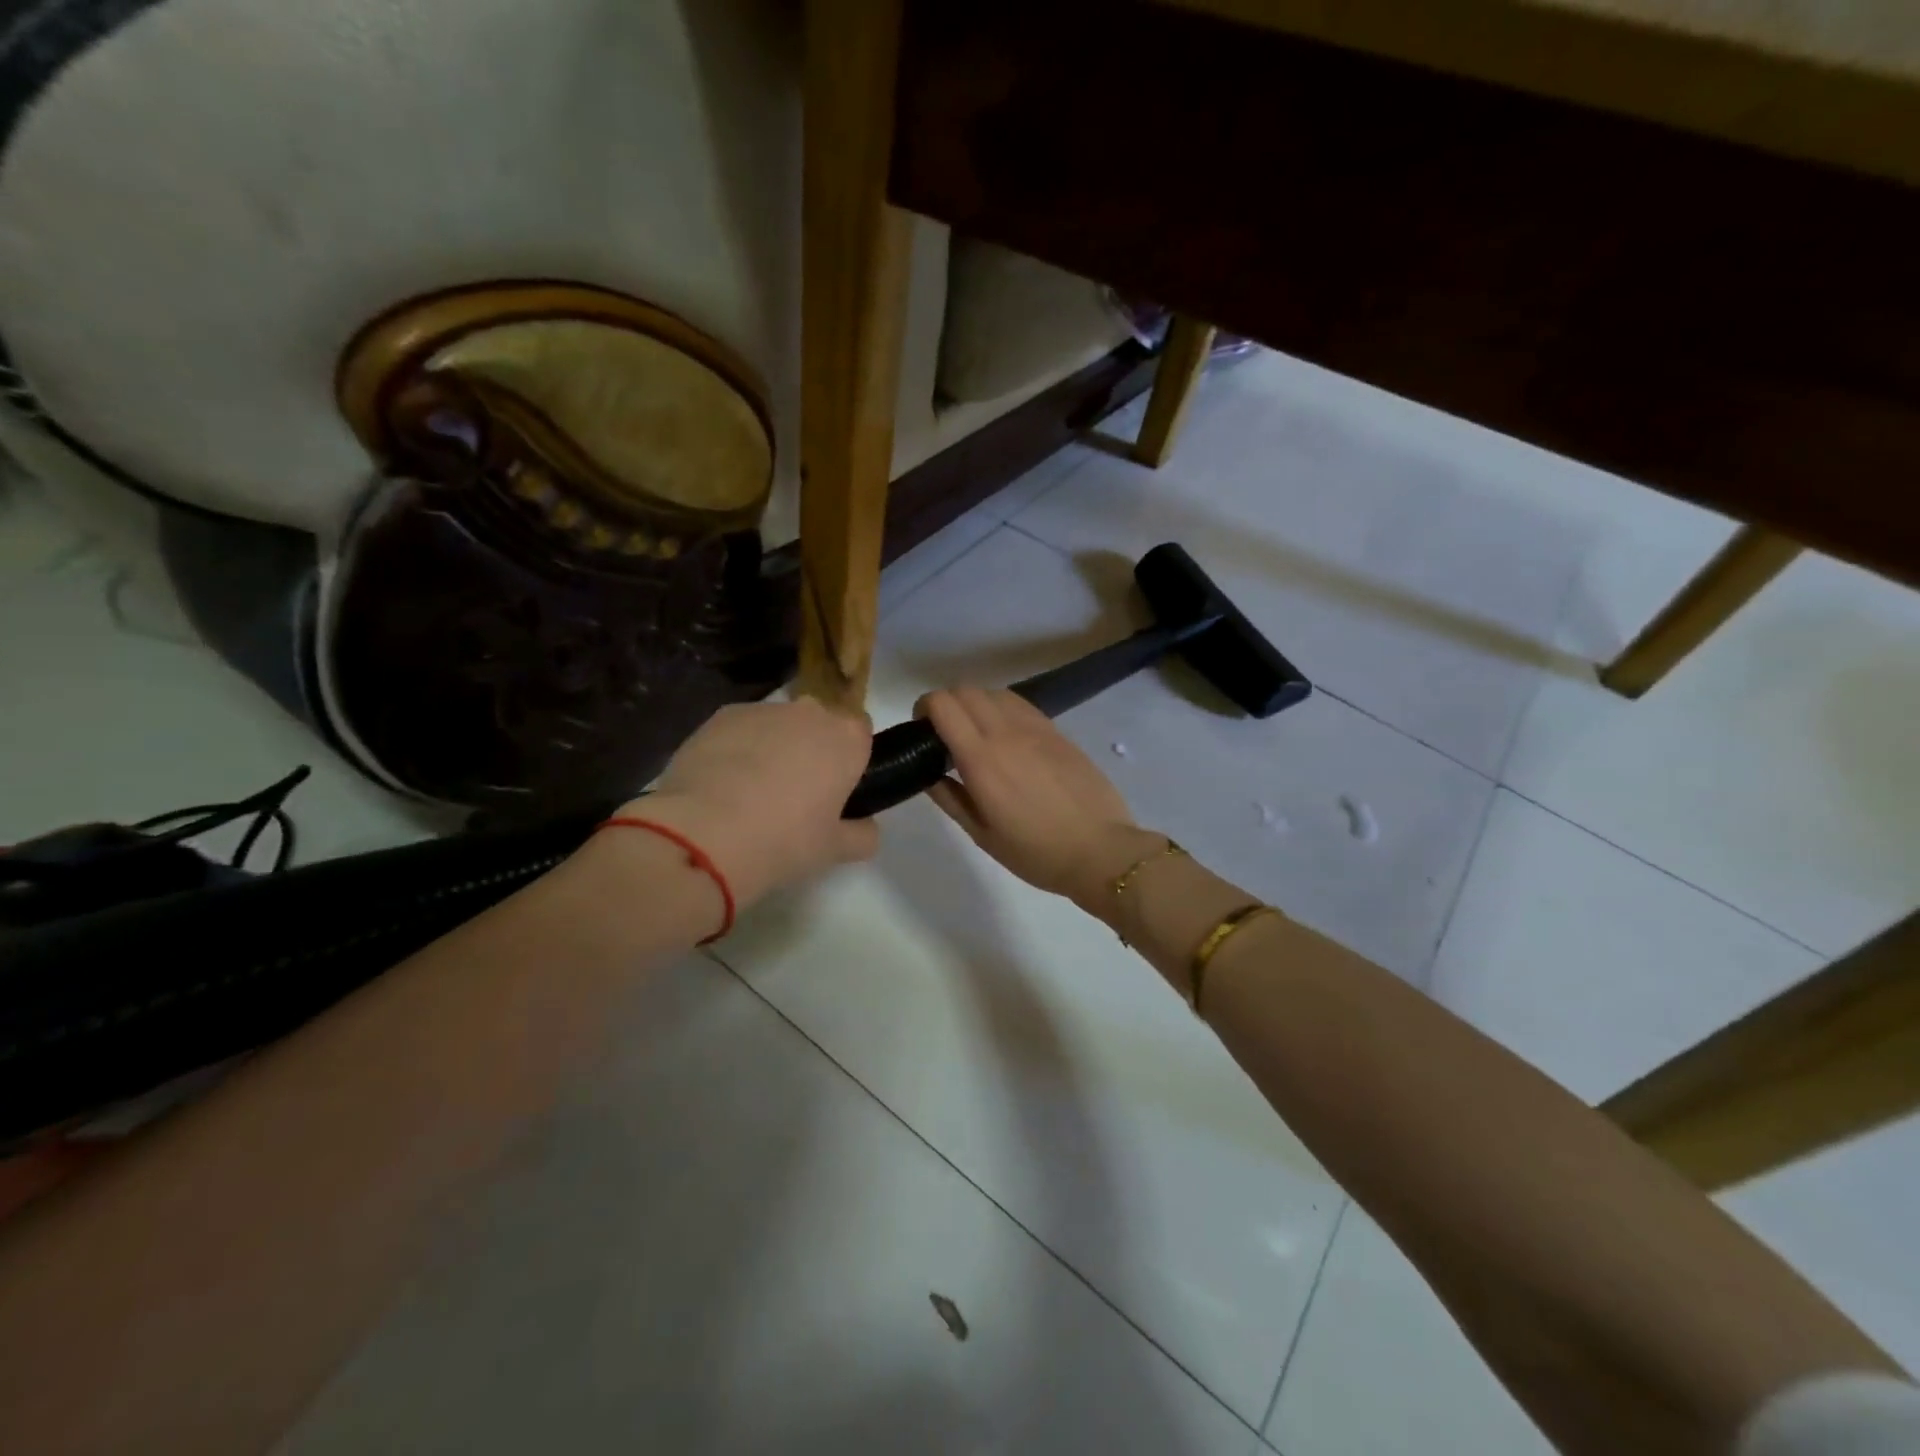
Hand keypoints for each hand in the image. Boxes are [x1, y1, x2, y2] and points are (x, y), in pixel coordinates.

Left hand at [622, 698, 878, 907]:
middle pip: (819, 724)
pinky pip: (740, 730)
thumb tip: (865, 827)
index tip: (837, 789)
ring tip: (750, 793)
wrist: (705, 834)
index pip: (861, 733)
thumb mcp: (836, 850)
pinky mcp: (721, 716)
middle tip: (796, 795)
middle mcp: (810, 712)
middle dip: (812, 749)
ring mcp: (763, 710)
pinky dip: (736, 749)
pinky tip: (721, 786)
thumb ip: (862, 835)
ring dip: (773, 748)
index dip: (851, 759)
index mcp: (847, 738)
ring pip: (777, 726)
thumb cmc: (785, 840)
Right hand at [920, 687, 1149, 907]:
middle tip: (945, 734)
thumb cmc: (1036, 852)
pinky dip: (1003, 710)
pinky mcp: (1057, 731)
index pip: (943, 704)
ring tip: (977, 734)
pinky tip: (1008, 738)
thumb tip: (929, 773)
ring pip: (994, 692)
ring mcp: (1035, 728)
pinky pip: (1020, 705)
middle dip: (946, 703)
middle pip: (965, 690)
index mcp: (981, 759)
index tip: (922, 730)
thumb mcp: (983, 835)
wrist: (1100, 851)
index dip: (924, 708)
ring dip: (976, 704)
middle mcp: (1006, 733)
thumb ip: (951, 799)